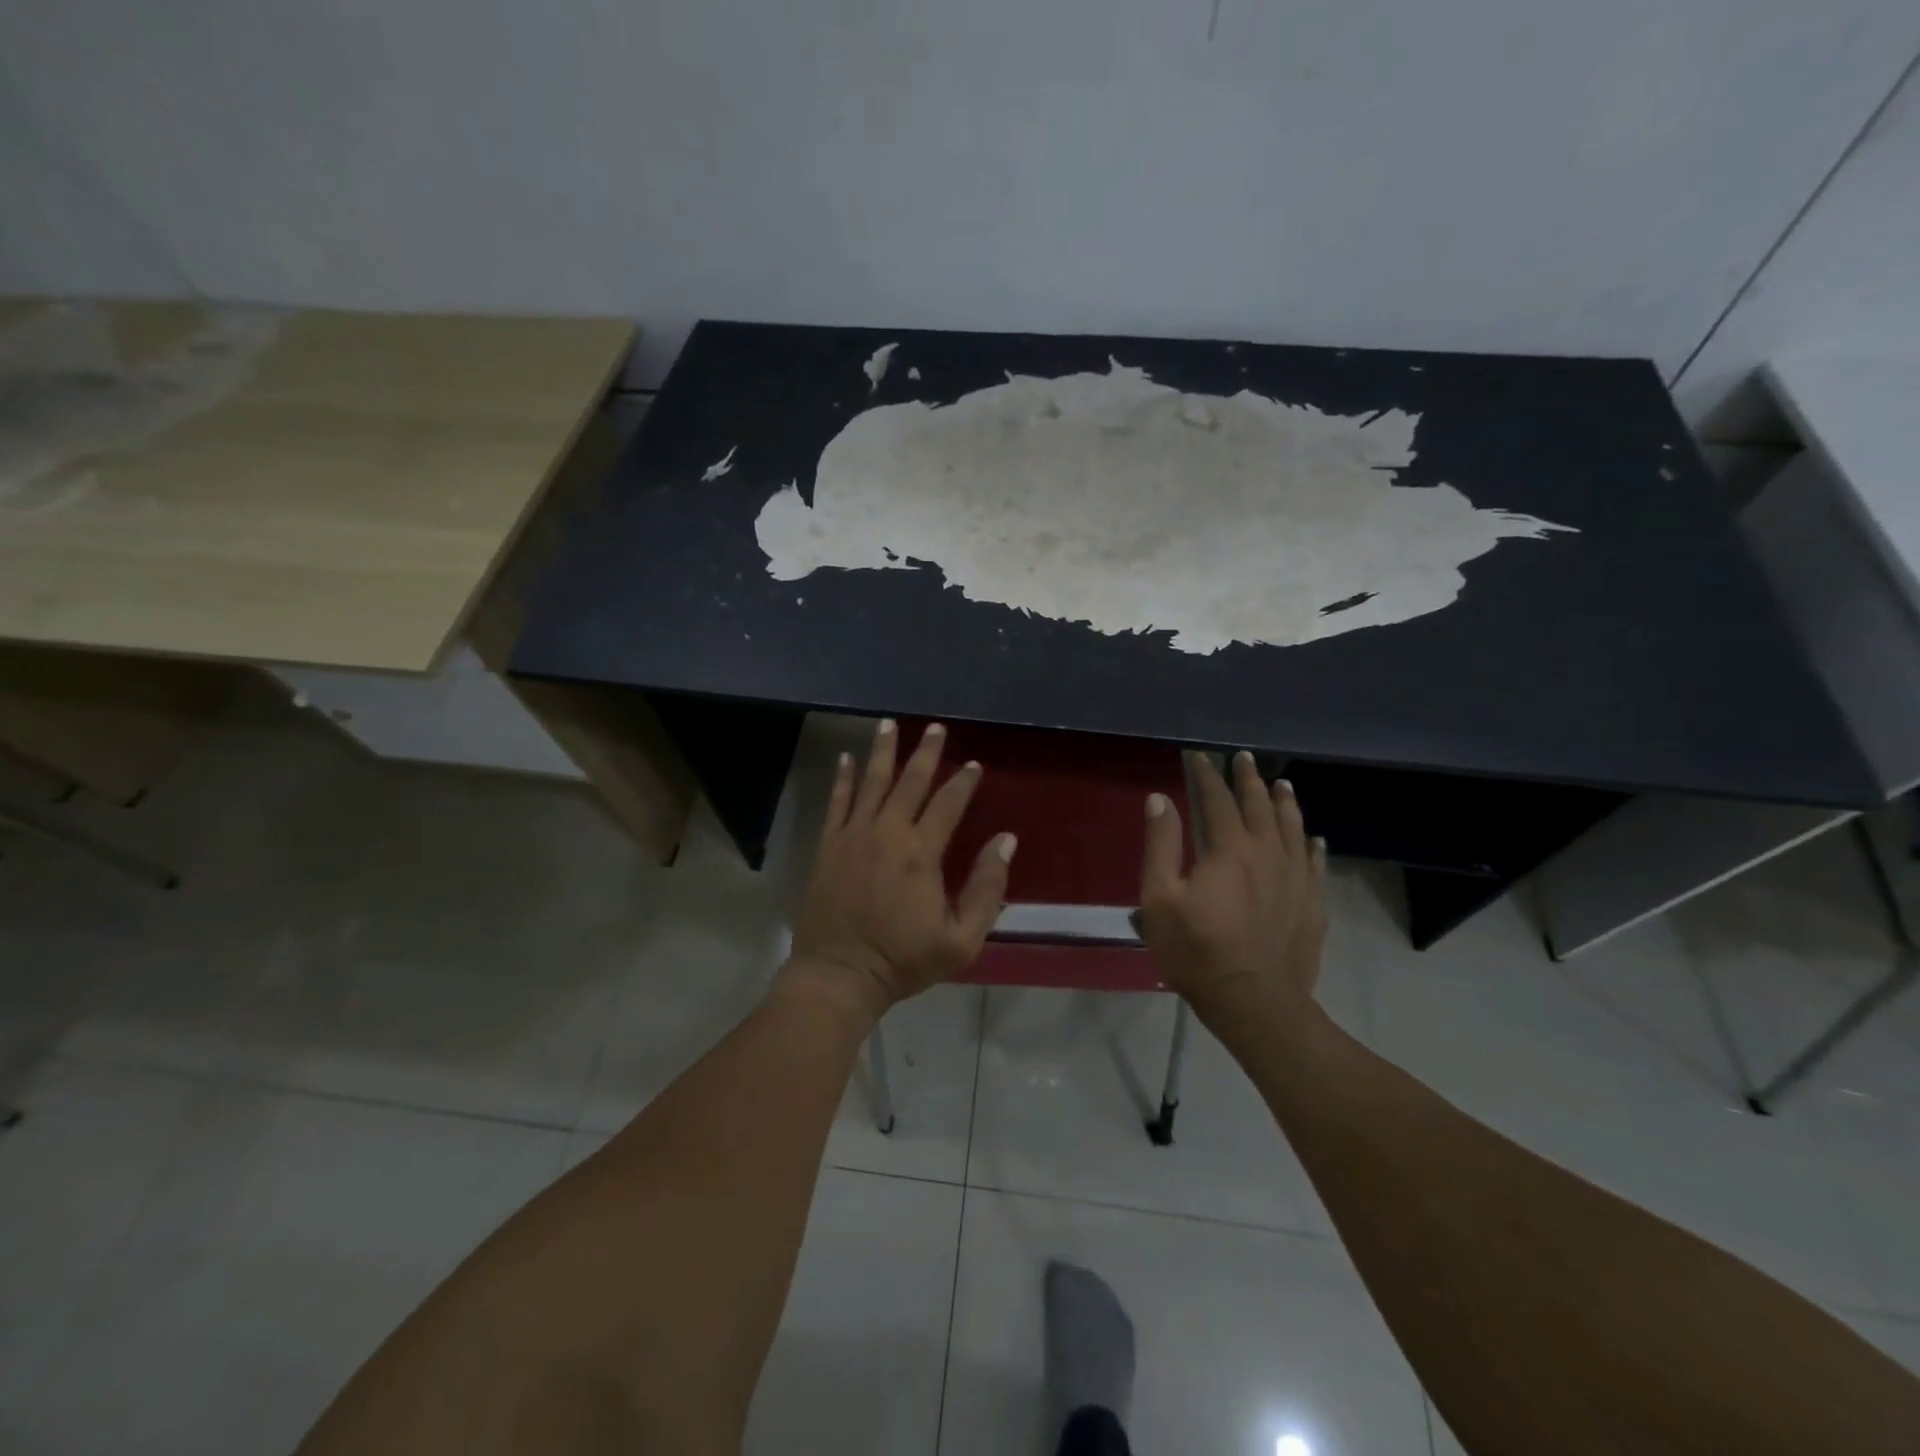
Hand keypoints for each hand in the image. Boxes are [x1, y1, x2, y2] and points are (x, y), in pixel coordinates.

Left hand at [784, 719, 1015, 1020]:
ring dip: (883, 751)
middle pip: (910, 782)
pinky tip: (846, 759)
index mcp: (922, 853)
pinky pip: (837, 802)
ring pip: (871, 782)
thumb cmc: (904, 960)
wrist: (840, 974)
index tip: (973, 764)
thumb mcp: (962, 939)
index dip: (963, 782)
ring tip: (890, 724)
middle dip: (926, 752)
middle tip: (936, 727)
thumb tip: (1006, 840)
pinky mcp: (828, 846)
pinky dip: (843, 779)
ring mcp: (853, 836)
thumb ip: (987, 888)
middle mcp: (888, 833)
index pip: (948, 804)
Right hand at [1137, 751, 1326, 1020]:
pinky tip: (1314, 840)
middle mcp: (1268, 853)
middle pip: (1259, 806)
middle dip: (1249, 779)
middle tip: (1244, 758)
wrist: (1254, 1001)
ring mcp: (1296, 879)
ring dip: (1285, 803)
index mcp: (1229, 849)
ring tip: (1282, 784)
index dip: (1207, 775)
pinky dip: (1312, 846)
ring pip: (1293, 829)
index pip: (1217, 800)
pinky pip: (1315, 864)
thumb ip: (1161, 845)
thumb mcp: (1160, 899)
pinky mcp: (1312, 905)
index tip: (1199, 756)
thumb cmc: (1197, 950)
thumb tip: (1160, 799)